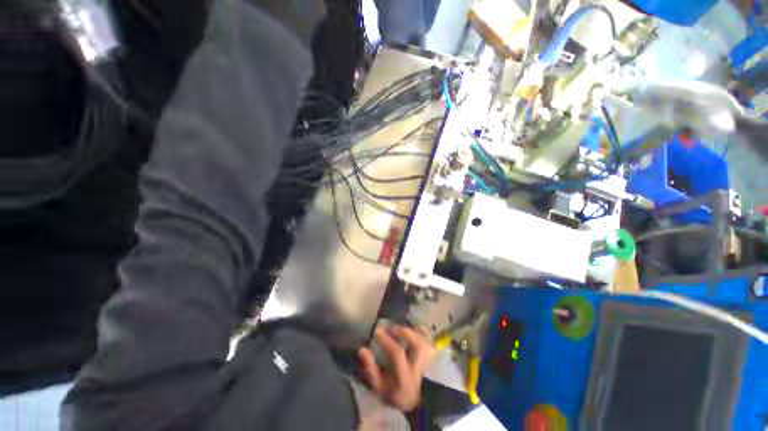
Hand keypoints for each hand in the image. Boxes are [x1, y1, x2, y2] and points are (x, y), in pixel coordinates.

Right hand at [358, 326, 435, 410]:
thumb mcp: (380, 386)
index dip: (387, 341)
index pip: (397, 354)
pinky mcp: (433, 357)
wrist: (417, 403)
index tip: (377, 331)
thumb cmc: (395, 393)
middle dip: (405, 332)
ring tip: (402, 328)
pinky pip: (431, 340)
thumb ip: (371, 369)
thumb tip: (362, 350)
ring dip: (414, 331)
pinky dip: (423, 332)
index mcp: (405, 377)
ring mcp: (429, 362)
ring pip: (426, 341)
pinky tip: (414, 329)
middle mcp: (420, 368)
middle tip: (393, 328)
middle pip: (418, 345)